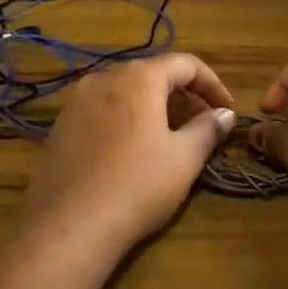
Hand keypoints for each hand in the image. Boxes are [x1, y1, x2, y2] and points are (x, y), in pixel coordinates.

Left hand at [24, 54, 237, 250]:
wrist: (71, 225)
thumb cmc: (138, 185)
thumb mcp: (184, 158)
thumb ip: (208, 128)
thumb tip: (225, 114)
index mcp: (139, 77)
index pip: (185, 63)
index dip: (212, 84)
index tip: (226, 110)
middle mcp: (104, 78)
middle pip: (152, 74)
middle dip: (182, 96)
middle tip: (201, 126)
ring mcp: (76, 101)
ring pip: (125, 92)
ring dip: (153, 108)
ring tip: (169, 139)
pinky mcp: (60, 127)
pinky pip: (102, 111)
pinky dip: (125, 120)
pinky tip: (132, 152)